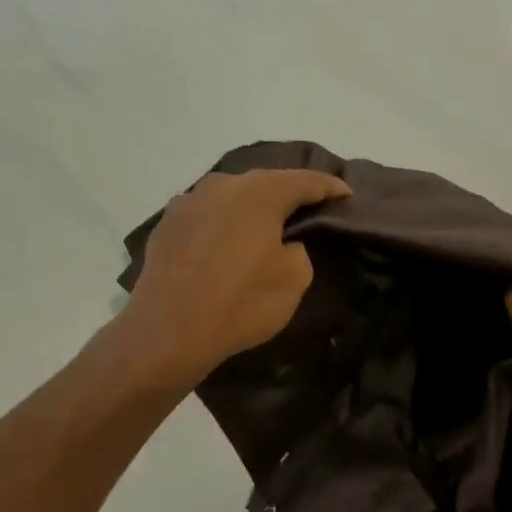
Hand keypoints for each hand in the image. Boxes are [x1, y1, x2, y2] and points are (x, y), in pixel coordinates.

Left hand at [116, 168, 350, 385]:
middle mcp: (222, 185)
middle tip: (308, 208)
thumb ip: (298, 249)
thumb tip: (282, 242)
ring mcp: (188, 202)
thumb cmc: (240, 304)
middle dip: (288, 194)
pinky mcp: (166, 224)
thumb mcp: (294, 280)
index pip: (305, 181)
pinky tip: (226, 242)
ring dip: (251, 208)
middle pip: (265, 183)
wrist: (169, 331)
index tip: (346, 194)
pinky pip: (206, 215)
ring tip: (265, 225)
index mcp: (259, 193)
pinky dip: (223, 224)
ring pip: (231, 197)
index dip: (330, 187)